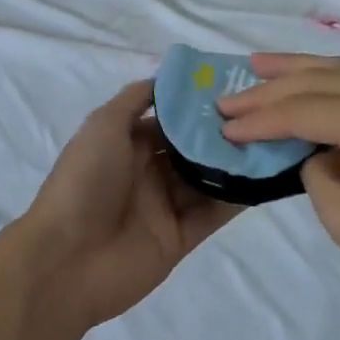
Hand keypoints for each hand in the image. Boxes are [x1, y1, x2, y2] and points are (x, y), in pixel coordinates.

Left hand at [19, 79, 241, 330]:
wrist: (67, 259)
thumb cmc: (85, 181)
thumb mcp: (103, 125)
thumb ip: (135, 99)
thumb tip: (166, 80)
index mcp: (126, 144)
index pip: (169, 119)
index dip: (196, 105)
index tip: (233, 89)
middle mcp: (147, 172)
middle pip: (190, 148)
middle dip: (220, 132)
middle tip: (261, 113)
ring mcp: (165, 206)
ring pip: (206, 178)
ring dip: (233, 162)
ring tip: (272, 140)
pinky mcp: (180, 238)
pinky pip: (214, 213)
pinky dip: (237, 197)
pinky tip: (265, 178)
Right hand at [219, 54, 339, 303]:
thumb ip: (317, 176)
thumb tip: (317, 151)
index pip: (303, 111)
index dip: (260, 120)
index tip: (225, 128)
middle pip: (317, 82)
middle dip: (269, 91)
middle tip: (228, 99)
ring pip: (338, 71)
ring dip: (294, 71)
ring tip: (255, 67)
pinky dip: (324, 78)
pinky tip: (303, 77)